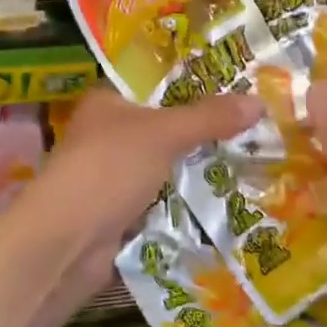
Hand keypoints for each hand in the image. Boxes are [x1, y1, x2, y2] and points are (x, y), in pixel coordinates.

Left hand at [8, 87, 260, 295]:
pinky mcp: (117, 212)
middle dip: (203, 131)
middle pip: (163, 127)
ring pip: (163, 165)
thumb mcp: (164, 134)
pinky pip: (159, 199)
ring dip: (195, 169)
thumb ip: (209, 118)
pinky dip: (183, 201)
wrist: (67, 241)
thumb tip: (259, 102)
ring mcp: (110, 175)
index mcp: (107, 102)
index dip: (194, 85)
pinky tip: (222, 201)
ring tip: (249, 162)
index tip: (238, 89)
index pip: (155, 85)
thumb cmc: (109, 168)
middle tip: (254, 129)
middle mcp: (106, 134)